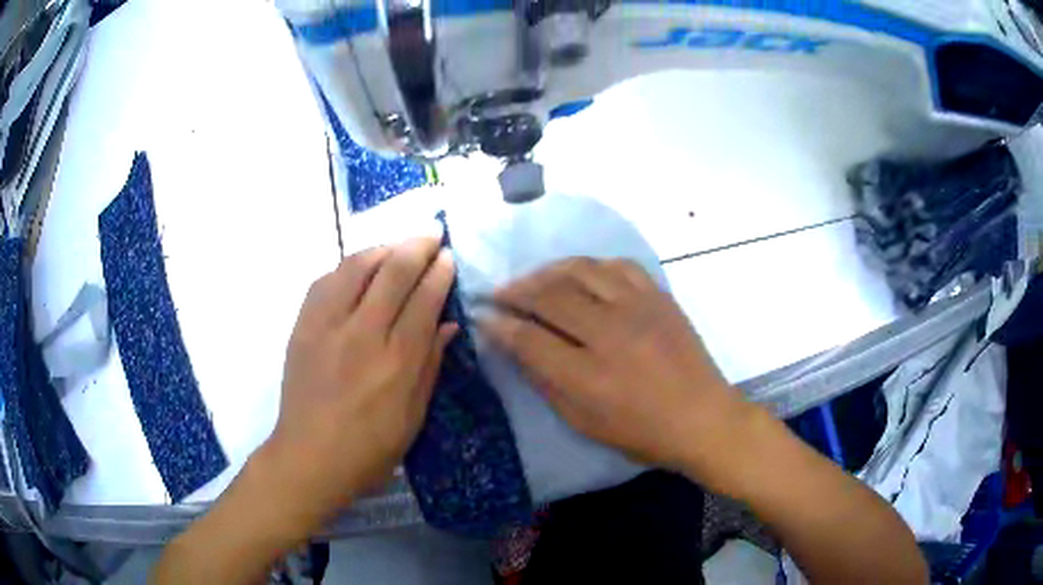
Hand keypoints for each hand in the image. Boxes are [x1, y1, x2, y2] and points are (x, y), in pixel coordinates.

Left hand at [264, 238, 456, 523]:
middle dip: (417, 245)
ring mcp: (327, 326)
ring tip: (396, 245)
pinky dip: (345, 267)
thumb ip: (430, 366)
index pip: (423, 300)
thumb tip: (447, 325)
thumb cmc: (370, 448)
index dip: (439, 272)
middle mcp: (362, 334)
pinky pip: (324, 281)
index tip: (448, 256)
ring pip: (355, 266)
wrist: (309, 457)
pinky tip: (356, 269)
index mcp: (396, 362)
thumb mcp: (413, 416)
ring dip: (381, 248)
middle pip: (392, 272)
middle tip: (431, 233)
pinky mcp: (302, 327)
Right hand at [484, 258, 750, 483]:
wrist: (703, 418)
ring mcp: (637, 308)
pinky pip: (617, 265)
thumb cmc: (641, 432)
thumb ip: (545, 382)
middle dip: (515, 291)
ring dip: (547, 271)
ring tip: (532, 280)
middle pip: (549, 295)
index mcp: (588, 375)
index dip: (498, 324)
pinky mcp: (658, 296)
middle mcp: (610, 333)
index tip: (482, 316)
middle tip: (498, 293)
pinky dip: (590, 265)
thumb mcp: (584, 422)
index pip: (528, 338)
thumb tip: (513, 346)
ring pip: (580, 270)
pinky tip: (579, 274)